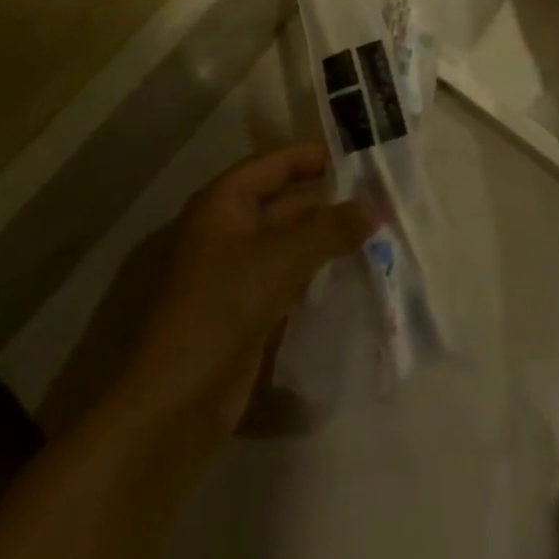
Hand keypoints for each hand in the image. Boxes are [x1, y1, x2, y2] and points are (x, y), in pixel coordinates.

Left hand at [118, 142, 374, 441]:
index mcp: (225, 200)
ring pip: (292, 240)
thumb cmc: (220, 309)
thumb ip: (330, 228)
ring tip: (379, 233)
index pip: (278, 162)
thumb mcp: (279, 258)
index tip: (364, 154)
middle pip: (287, 201)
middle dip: (331, 201)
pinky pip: (291, 275)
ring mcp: (238, 269)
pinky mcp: (248, 307)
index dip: (317, 155)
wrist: (175, 404)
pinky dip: (319, 271)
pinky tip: (354, 273)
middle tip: (383, 198)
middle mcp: (229, 227)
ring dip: (329, 238)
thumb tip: (377, 204)